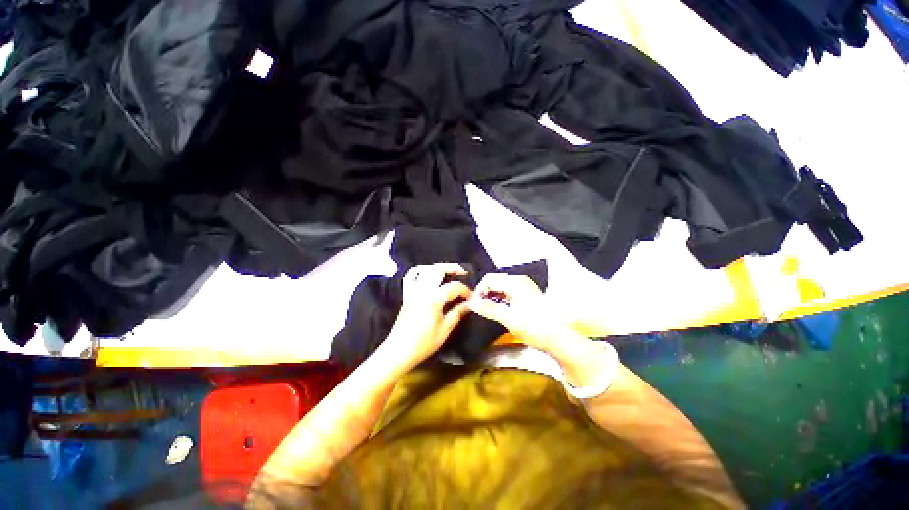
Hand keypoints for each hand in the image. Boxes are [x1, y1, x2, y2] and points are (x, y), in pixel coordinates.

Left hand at [384, 263, 472, 366]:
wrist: (399, 350)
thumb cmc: (423, 343)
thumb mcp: (445, 329)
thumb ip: (458, 313)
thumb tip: (470, 304)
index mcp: (433, 298)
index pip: (454, 287)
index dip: (465, 290)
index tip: (472, 297)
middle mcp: (422, 289)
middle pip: (438, 270)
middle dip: (453, 268)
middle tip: (464, 272)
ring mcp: (412, 290)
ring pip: (424, 269)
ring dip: (438, 267)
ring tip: (448, 271)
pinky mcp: (406, 294)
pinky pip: (410, 276)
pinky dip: (419, 270)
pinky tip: (427, 272)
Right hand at [467, 273, 564, 351]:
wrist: (558, 338)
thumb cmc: (535, 327)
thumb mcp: (509, 318)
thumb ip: (489, 309)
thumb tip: (472, 303)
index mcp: (515, 283)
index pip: (490, 279)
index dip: (479, 290)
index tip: (473, 303)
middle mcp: (520, 281)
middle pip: (495, 281)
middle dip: (485, 292)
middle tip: (478, 307)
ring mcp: (525, 287)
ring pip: (501, 286)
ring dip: (492, 296)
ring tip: (486, 309)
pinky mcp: (527, 294)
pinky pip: (508, 291)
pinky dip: (500, 298)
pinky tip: (498, 309)